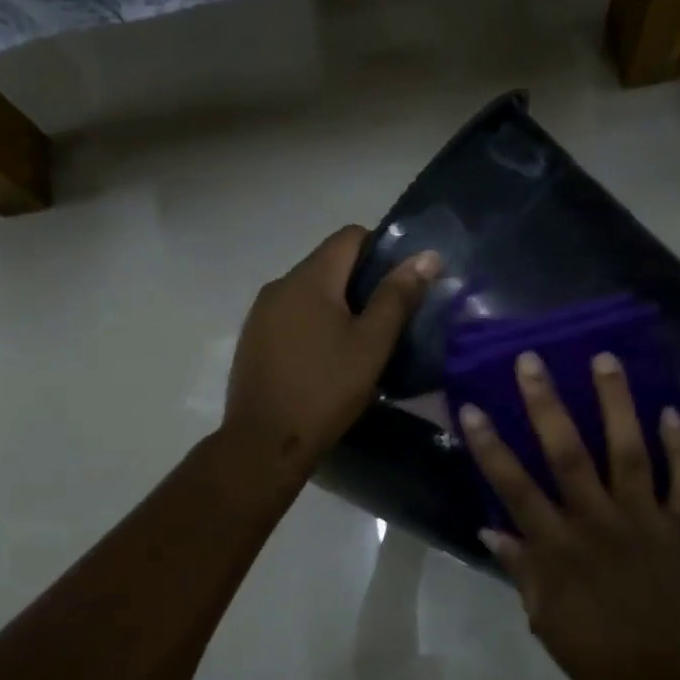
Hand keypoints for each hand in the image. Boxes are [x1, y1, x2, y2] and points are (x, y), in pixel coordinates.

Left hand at [224, 226, 438, 472]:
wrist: (264, 443)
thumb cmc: (325, 390)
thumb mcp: (371, 344)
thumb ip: (398, 296)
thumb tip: (427, 255)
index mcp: (309, 278)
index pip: (350, 236)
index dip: (381, 249)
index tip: (401, 284)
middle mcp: (279, 285)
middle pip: (328, 263)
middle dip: (361, 281)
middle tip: (388, 318)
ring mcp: (260, 313)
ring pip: (309, 291)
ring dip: (337, 304)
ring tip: (360, 341)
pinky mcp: (252, 339)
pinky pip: (291, 315)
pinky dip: (314, 323)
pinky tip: (326, 358)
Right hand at [459, 350, 679, 679]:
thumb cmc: (605, 660)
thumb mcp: (548, 623)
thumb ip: (522, 571)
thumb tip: (490, 528)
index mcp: (558, 549)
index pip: (515, 488)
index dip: (490, 446)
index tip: (472, 407)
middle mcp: (597, 523)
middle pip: (568, 454)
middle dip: (546, 404)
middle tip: (533, 360)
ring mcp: (644, 520)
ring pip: (629, 451)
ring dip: (616, 403)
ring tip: (605, 359)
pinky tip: (671, 410)